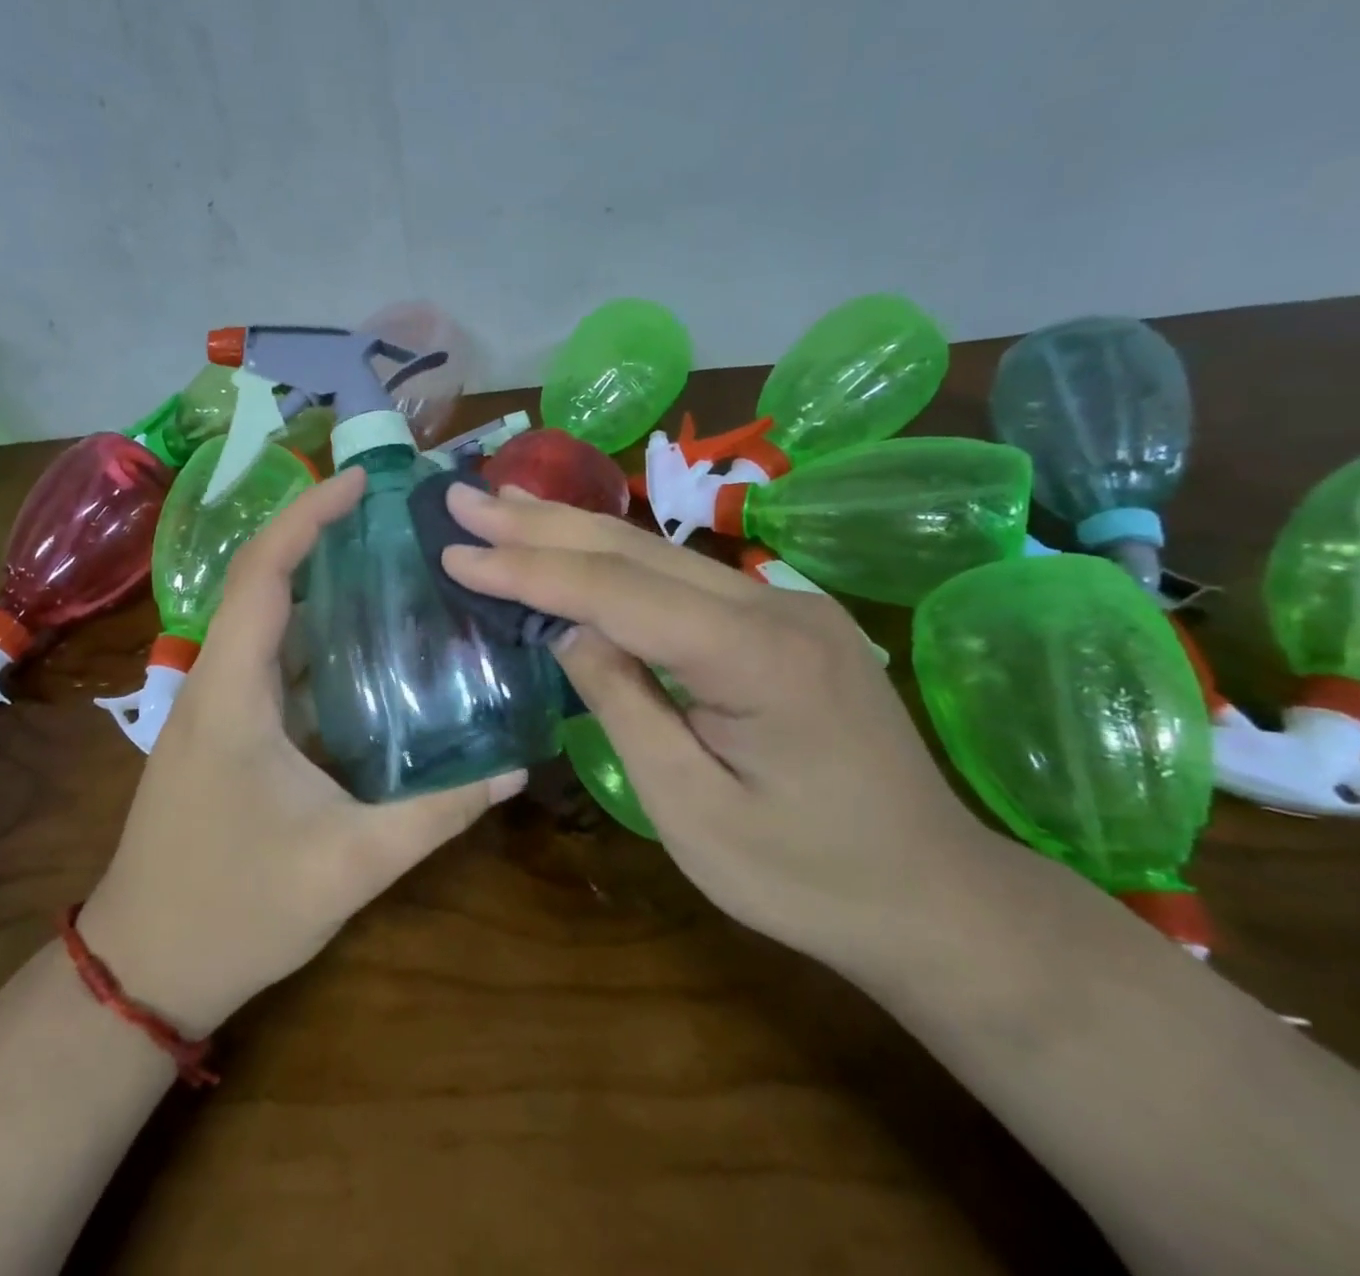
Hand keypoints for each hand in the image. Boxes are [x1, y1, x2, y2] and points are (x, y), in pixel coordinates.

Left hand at [81, 468, 525, 1035]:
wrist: (146, 968)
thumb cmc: (235, 910)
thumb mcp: (349, 863)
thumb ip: (436, 814)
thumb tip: (514, 768)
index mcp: (232, 691)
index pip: (264, 574)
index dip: (308, 516)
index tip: (360, 482)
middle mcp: (217, 682)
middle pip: (263, 582)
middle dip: (321, 536)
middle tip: (395, 519)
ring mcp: (216, 707)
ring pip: (267, 621)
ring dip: (320, 585)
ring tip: (392, 565)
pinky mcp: (226, 732)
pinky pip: (272, 661)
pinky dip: (316, 636)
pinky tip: (370, 647)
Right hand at [440, 483, 999, 972]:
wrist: (936, 895)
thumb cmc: (806, 876)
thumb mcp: (690, 808)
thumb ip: (622, 703)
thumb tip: (566, 630)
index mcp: (756, 654)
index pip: (615, 591)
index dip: (528, 570)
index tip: (455, 553)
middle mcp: (774, 603)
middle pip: (633, 549)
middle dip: (539, 524)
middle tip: (463, 498)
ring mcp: (785, 602)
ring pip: (657, 551)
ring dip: (572, 525)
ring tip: (504, 501)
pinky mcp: (782, 616)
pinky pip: (681, 575)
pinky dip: (614, 555)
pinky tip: (577, 540)